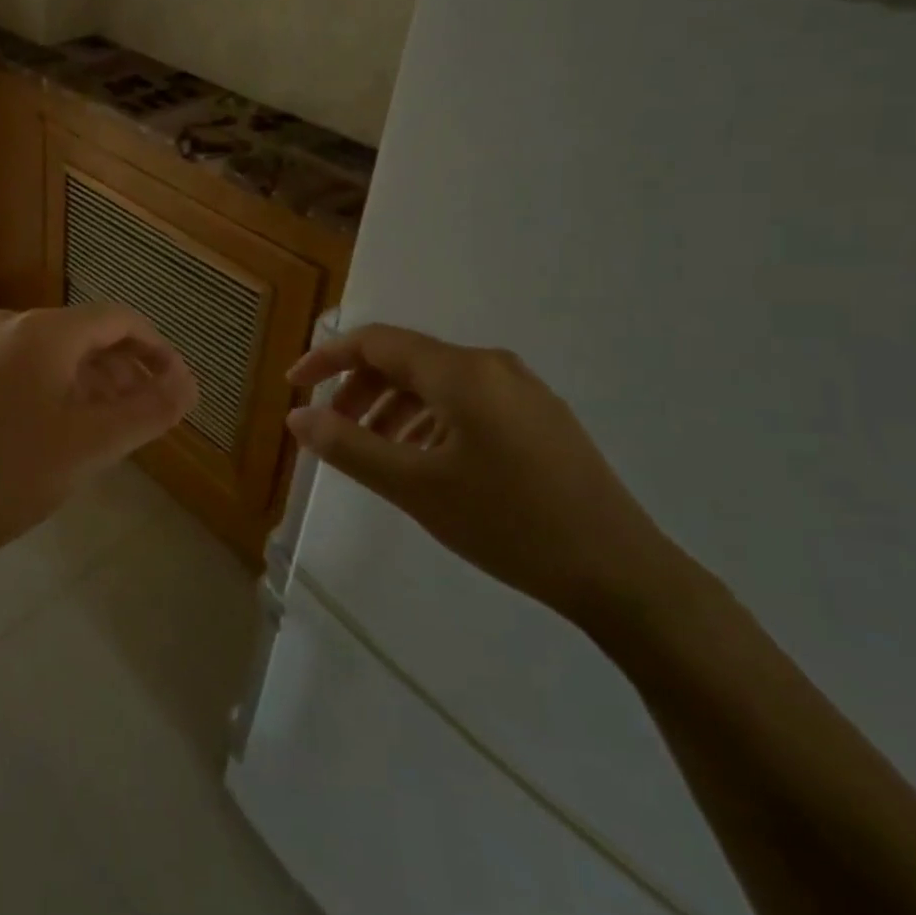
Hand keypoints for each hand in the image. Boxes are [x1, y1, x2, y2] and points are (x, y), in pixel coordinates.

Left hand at [0, 304, 197, 583]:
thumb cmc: (13, 475)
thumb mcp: (94, 445)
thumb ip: (151, 409)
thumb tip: (188, 382)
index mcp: (41, 333)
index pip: (115, 319)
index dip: (153, 346)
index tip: (172, 381)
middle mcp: (0, 328)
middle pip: (75, 336)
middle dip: (116, 369)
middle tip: (139, 410)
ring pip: (35, 356)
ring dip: (75, 382)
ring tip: (92, 424)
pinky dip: (31, 392)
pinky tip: (30, 433)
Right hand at [286, 324, 690, 628]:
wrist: (621, 572)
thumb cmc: (508, 523)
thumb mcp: (415, 487)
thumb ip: (349, 447)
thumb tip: (298, 417)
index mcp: (461, 372)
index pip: (376, 342)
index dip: (328, 358)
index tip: (294, 386)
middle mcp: (491, 366)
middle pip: (406, 360)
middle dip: (359, 389)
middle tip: (331, 430)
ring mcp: (521, 391)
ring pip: (435, 383)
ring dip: (392, 408)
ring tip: (373, 452)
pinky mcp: (538, 419)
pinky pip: (466, 402)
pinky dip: (428, 421)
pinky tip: (423, 461)